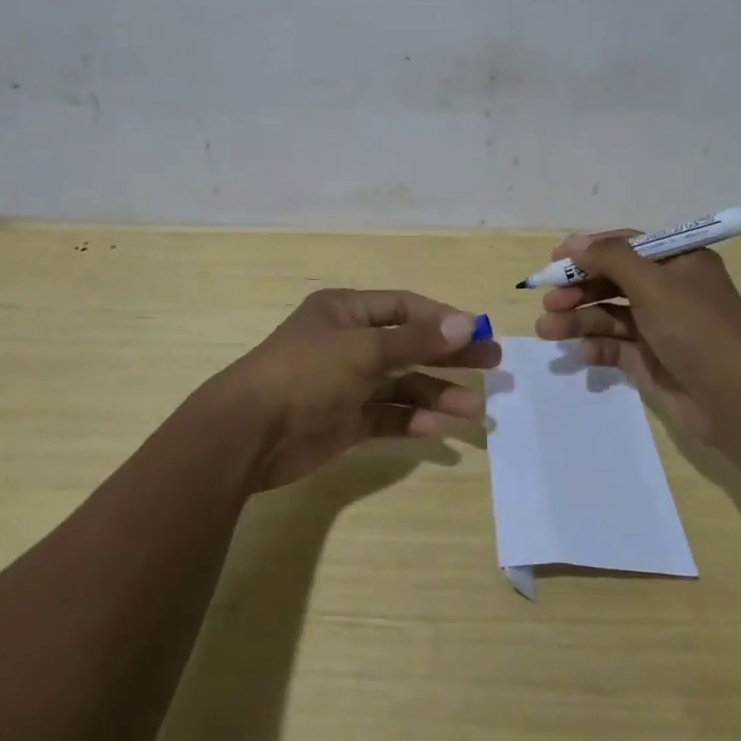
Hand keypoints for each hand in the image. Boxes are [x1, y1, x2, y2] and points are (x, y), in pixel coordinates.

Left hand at [205, 288, 500, 489]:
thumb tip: (467, 323)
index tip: (478, 334)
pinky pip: (385, 417)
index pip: (404, 307)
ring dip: (436, 395)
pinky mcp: (343, 421)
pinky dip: (409, 422)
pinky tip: (434, 429)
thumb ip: (416, 339)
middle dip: (449, 356)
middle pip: (409, 345)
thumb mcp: (363, 349)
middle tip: (492, 366)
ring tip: (474, 411)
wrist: (248, 433)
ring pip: (401, 385)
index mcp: (346, 311)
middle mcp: (348, 343)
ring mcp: (346, 383)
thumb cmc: (306, 373)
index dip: (442, 319)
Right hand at [532, 230, 740, 445]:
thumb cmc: (696, 329)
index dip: (590, 250)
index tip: (555, 260)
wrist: (736, 401)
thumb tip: (575, 243)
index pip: (627, 246)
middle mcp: (669, 291)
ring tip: (547, 329)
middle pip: (612, 281)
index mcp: (679, 263)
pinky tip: (581, 352)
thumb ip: (611, 258)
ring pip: (608, 315)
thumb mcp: (653, 284)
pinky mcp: (650, 361)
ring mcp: (659, 327)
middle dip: (578, 289)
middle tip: (548, 300)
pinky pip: (615, 347)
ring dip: (577, 319)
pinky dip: (596, 347)